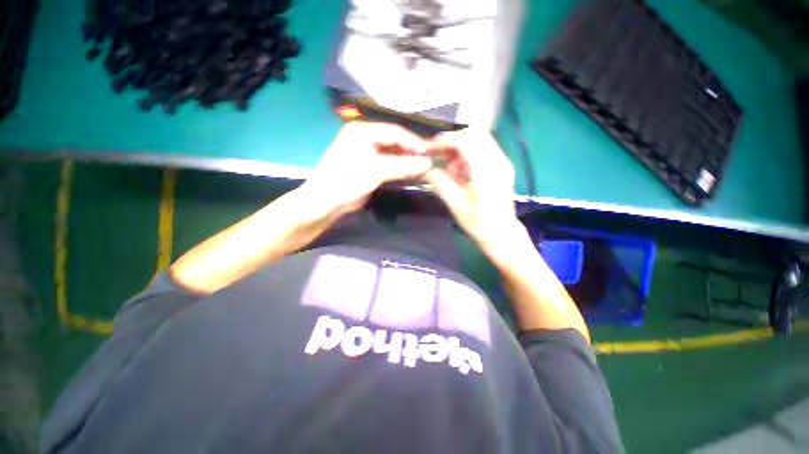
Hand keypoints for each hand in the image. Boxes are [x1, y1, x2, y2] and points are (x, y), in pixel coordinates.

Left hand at [300, 122, 431, 216]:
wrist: (327, 202)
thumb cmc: (348, 180)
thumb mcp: (377, 171)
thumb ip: (403, 165)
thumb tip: (428, 163)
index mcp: (363, 131)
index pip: (395, 132)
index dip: (413, 142)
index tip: (428, 154)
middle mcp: (365, 138)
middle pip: (394, 141)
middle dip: (411, 152)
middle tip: (427, 161)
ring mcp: (367, 153)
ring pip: (393, 154)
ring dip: (406, 161)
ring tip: (422, 168)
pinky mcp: (369, 167)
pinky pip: (389, 164)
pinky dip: (400, 169)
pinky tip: (410, 174)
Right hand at [424, 128, 521, 251]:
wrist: (502, 233)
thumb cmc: (478, 222)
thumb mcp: (455, 204)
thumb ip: (439, 182)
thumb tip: (425, 168)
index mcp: (486, 172)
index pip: (465, 141)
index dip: (445, 141)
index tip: (430, 148)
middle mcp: (498, 161)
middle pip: (475, 133)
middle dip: (453, 140)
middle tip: (439, 155)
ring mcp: (503, 161)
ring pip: (480, 138)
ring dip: (461, 147)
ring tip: (450, 168)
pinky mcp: (503, 165)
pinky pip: (484, 148)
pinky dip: (469, 153)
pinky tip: (461, 170)